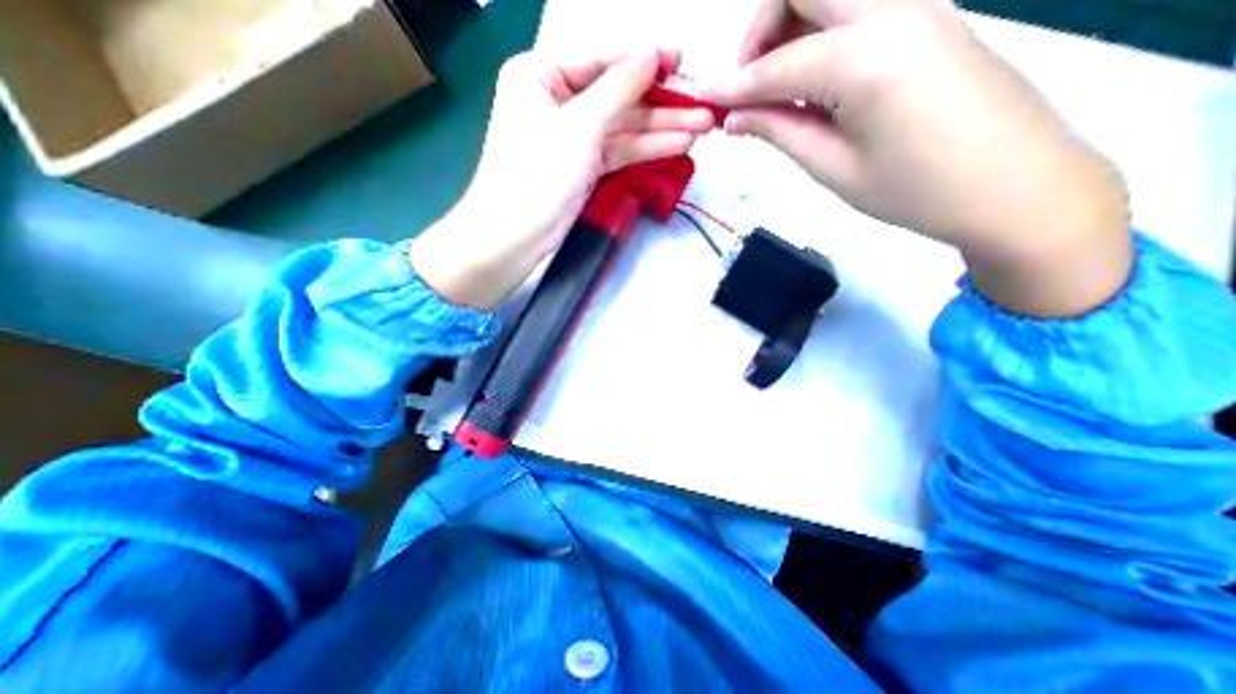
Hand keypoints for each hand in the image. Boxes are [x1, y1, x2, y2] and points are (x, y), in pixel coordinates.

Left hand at [408, 45, 708, 309]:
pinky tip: (677, 145)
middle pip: (617, 95)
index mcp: (542, 75)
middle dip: (660, 102)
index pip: (602, 59)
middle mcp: (558, 101)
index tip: (681, 62)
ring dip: (660, 128)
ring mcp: (573, 137)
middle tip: (702, 103)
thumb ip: (618, 89)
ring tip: (702, 127)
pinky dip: (645, 149)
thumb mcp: (579, 126)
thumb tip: (652, 53)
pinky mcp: (583, 166)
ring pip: (622, 126)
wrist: (515, 236)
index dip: (644, 60)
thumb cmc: (537, 175)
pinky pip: (618, 150)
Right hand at [717, 0, 1127, 317]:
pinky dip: (821, 38)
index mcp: (865, 56)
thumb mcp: (832, 167)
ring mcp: (918, 5)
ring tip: (778, 91)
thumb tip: (732, 116)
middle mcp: (893, 9)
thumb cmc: (914, 190)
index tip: (703, 101)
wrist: (1016, 185)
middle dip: (761, 28)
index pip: (775, 65)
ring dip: (791, 29)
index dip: (732, 86)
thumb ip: (778, 130)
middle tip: (749, 84)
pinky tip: (815, 86)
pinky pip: (859, 9)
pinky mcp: (930, 17)